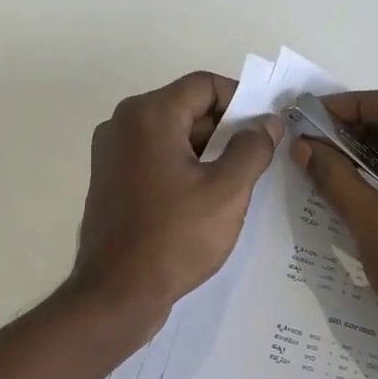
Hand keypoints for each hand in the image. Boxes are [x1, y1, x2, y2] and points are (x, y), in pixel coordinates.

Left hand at [71, 72, 280, 325]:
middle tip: (258, 157)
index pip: (204, 86)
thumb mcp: (227, 191)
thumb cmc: (175, 236)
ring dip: (206, 151)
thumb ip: (252, 148)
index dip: (242, 100)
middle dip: (225, 128)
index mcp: (148, 115)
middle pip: (186, 108)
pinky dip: (183, 167)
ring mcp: (111, 153)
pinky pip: (154, 158)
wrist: (116, 293)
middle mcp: (122, 124)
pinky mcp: (110, 180)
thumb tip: (267, 123)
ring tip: (237, 182)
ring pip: (171, 135)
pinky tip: (206, 198)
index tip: (267, 127)